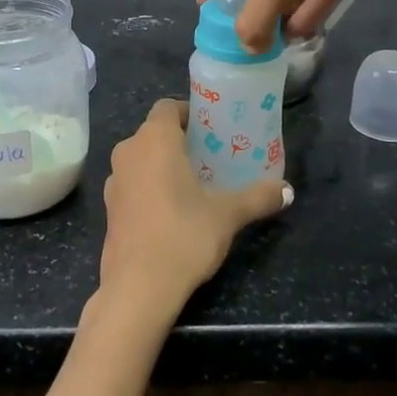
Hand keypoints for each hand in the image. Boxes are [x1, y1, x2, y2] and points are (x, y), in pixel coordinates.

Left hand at [98, 99, 289, 324]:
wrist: (137, 288)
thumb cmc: (183, 236)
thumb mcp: (227, 215)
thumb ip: (257, 197)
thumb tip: (287, 190)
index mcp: (154, 139)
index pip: (168, 107)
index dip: (189, 112)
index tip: (212, 129)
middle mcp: (129, 151)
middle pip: (155, 131)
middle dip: (181, 140)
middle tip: (211, 156)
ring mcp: (114, 180)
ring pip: (142, 158)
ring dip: (164, 163)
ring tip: (195, 183)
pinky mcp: (109, 207)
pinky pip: (133, 182)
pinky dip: (150, 185)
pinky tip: (172, 209)